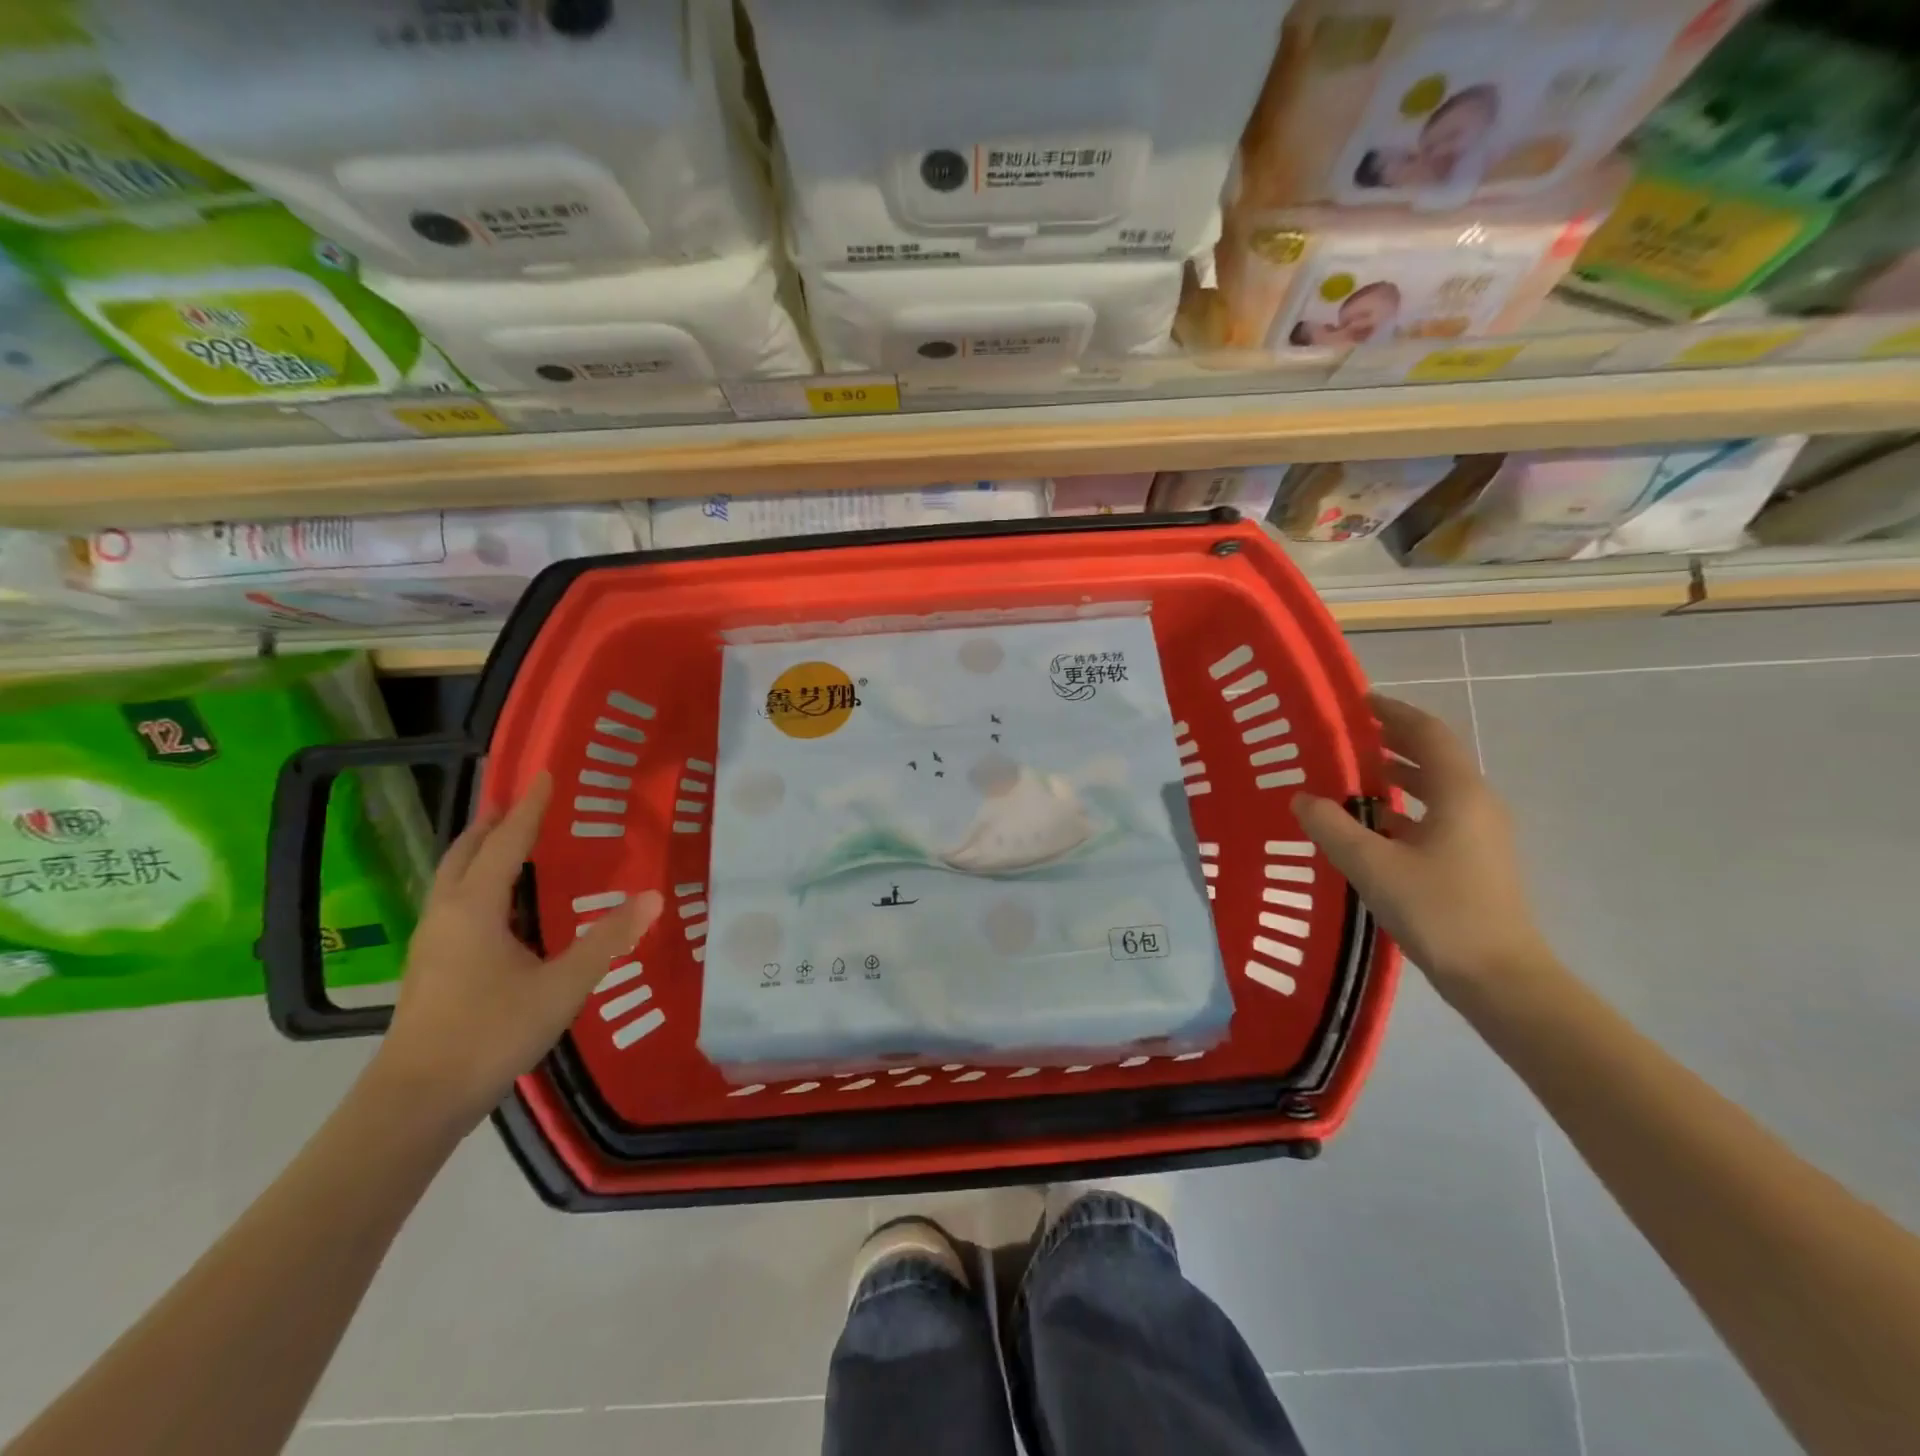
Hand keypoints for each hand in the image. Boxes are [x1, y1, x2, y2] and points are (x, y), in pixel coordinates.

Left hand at [370, 772, 663, 1124]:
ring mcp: (433, 942)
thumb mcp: (563, 985)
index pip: (505, 843)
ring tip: (509, 841)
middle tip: (521, 801)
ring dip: (480, 852)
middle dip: (492, 823)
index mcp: (475, 908)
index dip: (528, 808)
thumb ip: (608, 940)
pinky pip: (455, 902)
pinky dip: (477, 882)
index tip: (543, 774)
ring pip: (453, 878)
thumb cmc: (491, 1032)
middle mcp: (447, 914)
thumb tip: (652, 897)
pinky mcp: (431, 966)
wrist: (417, 1100)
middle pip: (465, 853)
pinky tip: (501, 904)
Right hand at [1292, 693, 1553, 1001]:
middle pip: (1434, 757)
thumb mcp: (1373, 866)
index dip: (1394, 713)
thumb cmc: (1439, 911)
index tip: (1359, 702)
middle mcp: (1475, 805)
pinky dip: (1403, 808)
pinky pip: (1434, 816)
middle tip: (1347, 735)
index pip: (1427, 734)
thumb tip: (1301, 798)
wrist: (1500, 978)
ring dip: (1397, 774)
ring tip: (1352, 773)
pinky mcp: (1472, 861)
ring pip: (1434, 789)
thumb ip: (1332, 827)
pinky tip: (1371, 825)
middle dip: (1392, 740)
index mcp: (1459, 795)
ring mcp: (1478, 835)